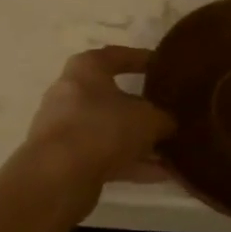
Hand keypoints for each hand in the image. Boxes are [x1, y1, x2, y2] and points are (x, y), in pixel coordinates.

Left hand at [23, 46, 174, 188]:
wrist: (57, 176)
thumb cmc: (103, 128)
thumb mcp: (147, 119)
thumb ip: (163, 118)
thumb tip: (168, 123)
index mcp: (86, 69)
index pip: (117, 55)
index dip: (142, 59)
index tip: (163, 66)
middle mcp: (71, 93)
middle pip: (113, 97)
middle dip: (143, 108)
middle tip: (170, 113)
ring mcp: (66, 128)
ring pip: (110, 130)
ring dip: (139, 142)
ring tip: (172, 151)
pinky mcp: (66, 159)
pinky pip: (105, 156)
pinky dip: (131, 163)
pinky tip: (161, 175)